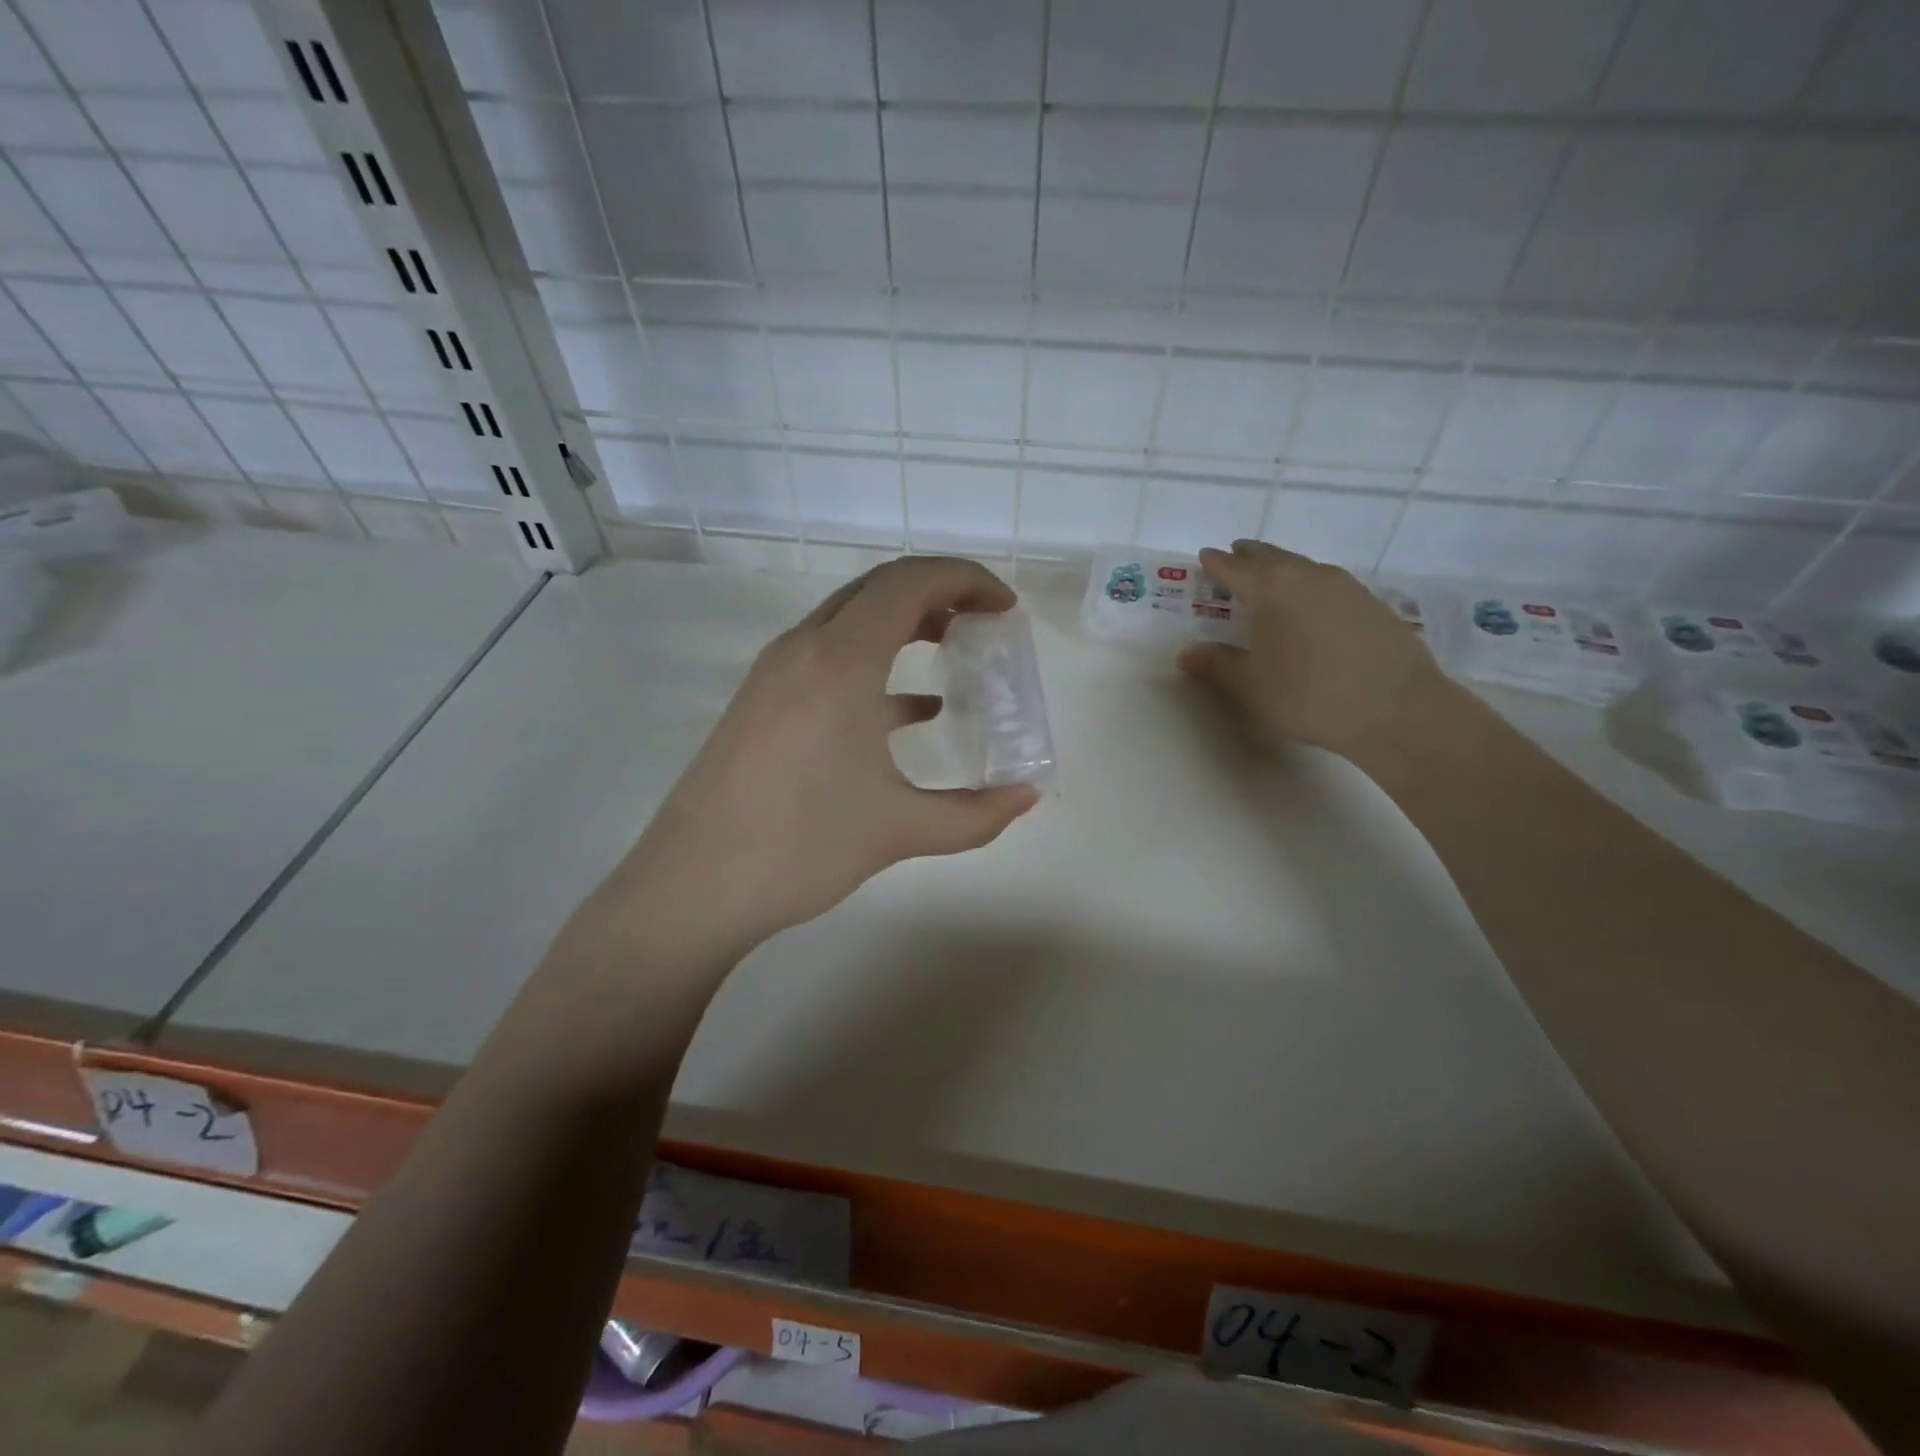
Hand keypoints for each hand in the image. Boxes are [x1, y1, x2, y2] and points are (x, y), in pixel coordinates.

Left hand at [600, 557, 1040, 958]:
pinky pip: (827, 658)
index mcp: (839, 660)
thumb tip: (1028, 797)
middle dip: (938, 593)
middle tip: (984, 622)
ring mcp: (775, 674)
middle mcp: (803, 649)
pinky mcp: (761, 702)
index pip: (910, 582)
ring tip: (953, 651)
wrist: (692, 887)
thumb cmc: (801, 847)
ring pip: (849, 619)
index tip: (1005, 608)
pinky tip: (911, 710)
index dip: (966, 580)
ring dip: (904, 624)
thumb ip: (976, 814)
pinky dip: (875, 665)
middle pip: (878, 588)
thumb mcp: (900, 830)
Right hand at [1178, 540, 1446, 759]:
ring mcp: (1346, 587)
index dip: (1217, 563)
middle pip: (1272, 558)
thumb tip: (1185, 652)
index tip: (1205, 557)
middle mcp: (1309, 577)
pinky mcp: (1372, 605)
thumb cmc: (1310, 695)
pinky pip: (1329, 584)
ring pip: (1304, 568)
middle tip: (1235, 556)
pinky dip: (1309, 586)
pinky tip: (1310, 606)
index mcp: (1273, 589)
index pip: (1236, 568)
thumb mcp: (1252, 685)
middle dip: (1250, 557)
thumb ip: (1217, 664)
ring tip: (1270, 578)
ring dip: (1282, 568)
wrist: (1397, 710)